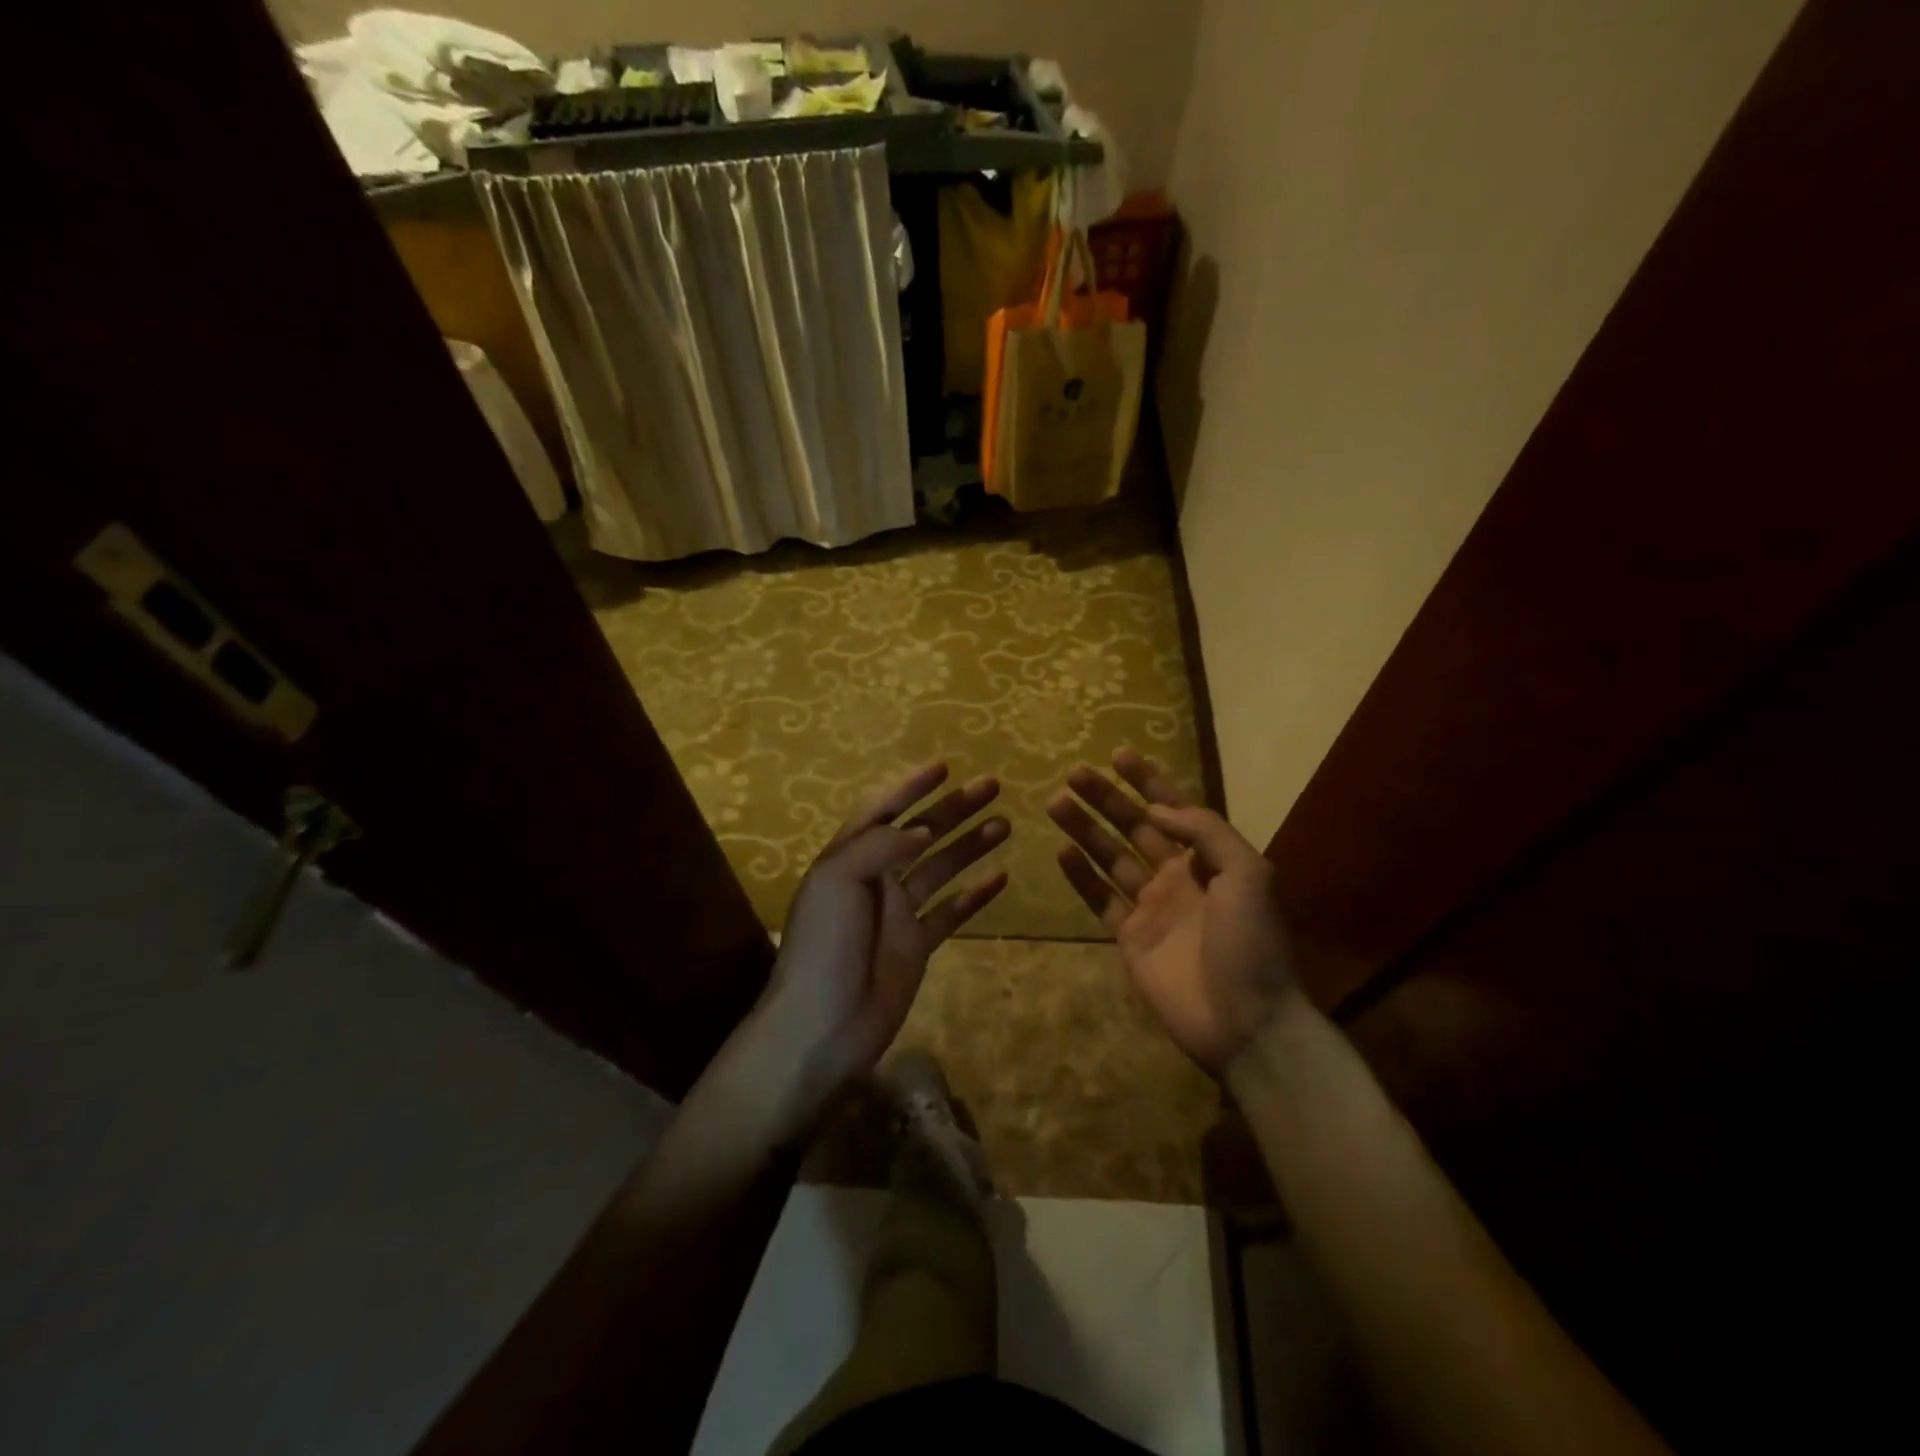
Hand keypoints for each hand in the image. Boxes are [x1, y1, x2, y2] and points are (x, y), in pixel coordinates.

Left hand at [760, 764, 1007, 1108]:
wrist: (823, 1024)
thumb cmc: (824, 945)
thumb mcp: (837, 880)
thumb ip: (880, 845)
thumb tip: (921, 828)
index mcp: (850, 857)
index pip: (883, 810)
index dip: (910, 786)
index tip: (943, 767)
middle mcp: (875, 878)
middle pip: (921, 833)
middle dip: (953, 809)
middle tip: (992, 787)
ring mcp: (898, 913)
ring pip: (941, 868)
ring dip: (970, 845)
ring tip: (1005, 824)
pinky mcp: (916, 945)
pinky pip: (951, 913)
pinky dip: (974, 895)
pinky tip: (1001, 878)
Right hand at [1049, 748, 1295, 1073]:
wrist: (1245, 1022)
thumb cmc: (1251, 943)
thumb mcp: (1248, 874)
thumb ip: (1205, 832)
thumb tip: (1159, 809)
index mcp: (1210, 860)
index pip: (1174, 809)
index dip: (1148, 781)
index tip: (1119, 755)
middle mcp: (1177, 876)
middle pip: (1135, 827)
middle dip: (1106, 798)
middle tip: (1075, 773)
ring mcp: (1151, 908)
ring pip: (1111, 858)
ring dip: (1085, 830)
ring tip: (1057, 802)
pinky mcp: (1129, 938)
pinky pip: (1100, 900)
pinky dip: (1080, 877)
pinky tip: (1061, 852)